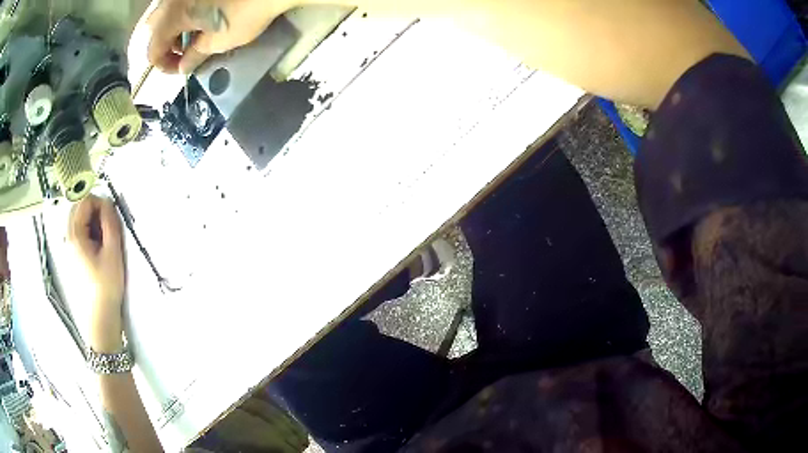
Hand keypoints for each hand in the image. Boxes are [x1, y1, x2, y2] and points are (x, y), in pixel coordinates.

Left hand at [69, 195, 125, 316]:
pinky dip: (88, 232)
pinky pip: (78, 232)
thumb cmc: (106, 284)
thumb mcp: (112, 252)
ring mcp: (68, 247)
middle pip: (79, 208)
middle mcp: (68, 237)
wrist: (100, 316)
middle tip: (108, 228)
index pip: (85, 201)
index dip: (100, 203)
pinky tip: (98, 248)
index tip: (111, 217)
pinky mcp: (72, 255)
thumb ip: (110, 223)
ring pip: (79, 220)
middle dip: (95, 211)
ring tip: (104, 240)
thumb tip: (108, 202)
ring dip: (92, 222)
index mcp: (75, 234)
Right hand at [147, 0, 295, 73]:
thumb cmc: (244, 12)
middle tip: (186, 50)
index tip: (181, 69)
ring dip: (174, 26)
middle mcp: (171, 0)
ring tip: (194, 34)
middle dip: (166, 43)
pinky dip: (184, 11)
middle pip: (155, 28)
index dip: (165, 66)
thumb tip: (183, 66)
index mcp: (171, 16)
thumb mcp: (218, 41)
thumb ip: (195, 56)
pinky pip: (179, 1)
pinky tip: (202, 16)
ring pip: (166, 11)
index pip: (153, 50)